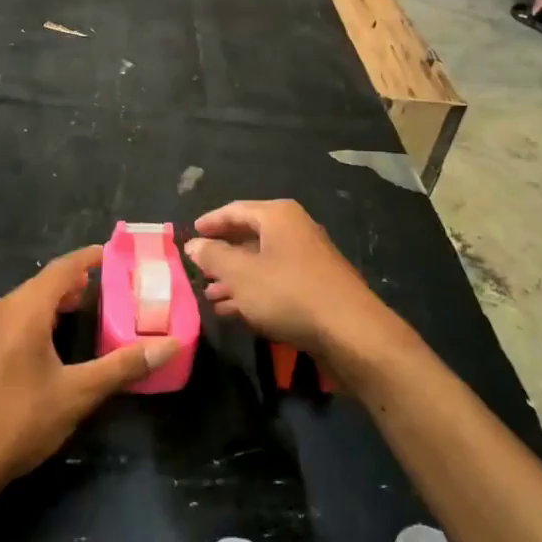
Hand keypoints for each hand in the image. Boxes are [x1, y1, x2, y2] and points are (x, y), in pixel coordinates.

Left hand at [0, 246, 178, 497]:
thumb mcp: (77, 394)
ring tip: (81, 312)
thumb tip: (170, 345)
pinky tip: (47, 345)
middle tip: (106, 288)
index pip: (62, 268)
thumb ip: (123, 365)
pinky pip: (9, 321)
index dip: (88, 258)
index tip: (112, 253)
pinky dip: (34, 320)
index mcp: (24, 309)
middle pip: (42, 284)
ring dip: (53, 303)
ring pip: (23, 303)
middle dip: (74, 283)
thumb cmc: (17, 421)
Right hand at [184, 201, 401, 367]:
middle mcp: (295, 230)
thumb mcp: (241, 274)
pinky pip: (275, 283)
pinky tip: (234, 312)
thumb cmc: (289, 293)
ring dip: (234, 279)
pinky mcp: (315, 287)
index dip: (210, 222)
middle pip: (249, 236)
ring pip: (261, 263)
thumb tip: (193, 244)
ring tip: (209, 296)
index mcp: (278, 216)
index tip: (190, 234)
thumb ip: (213, 256)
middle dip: (222, 255)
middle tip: (197, 269)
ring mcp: (307, 259)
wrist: (350, 332)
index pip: (235, 210)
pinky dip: (253, 293)